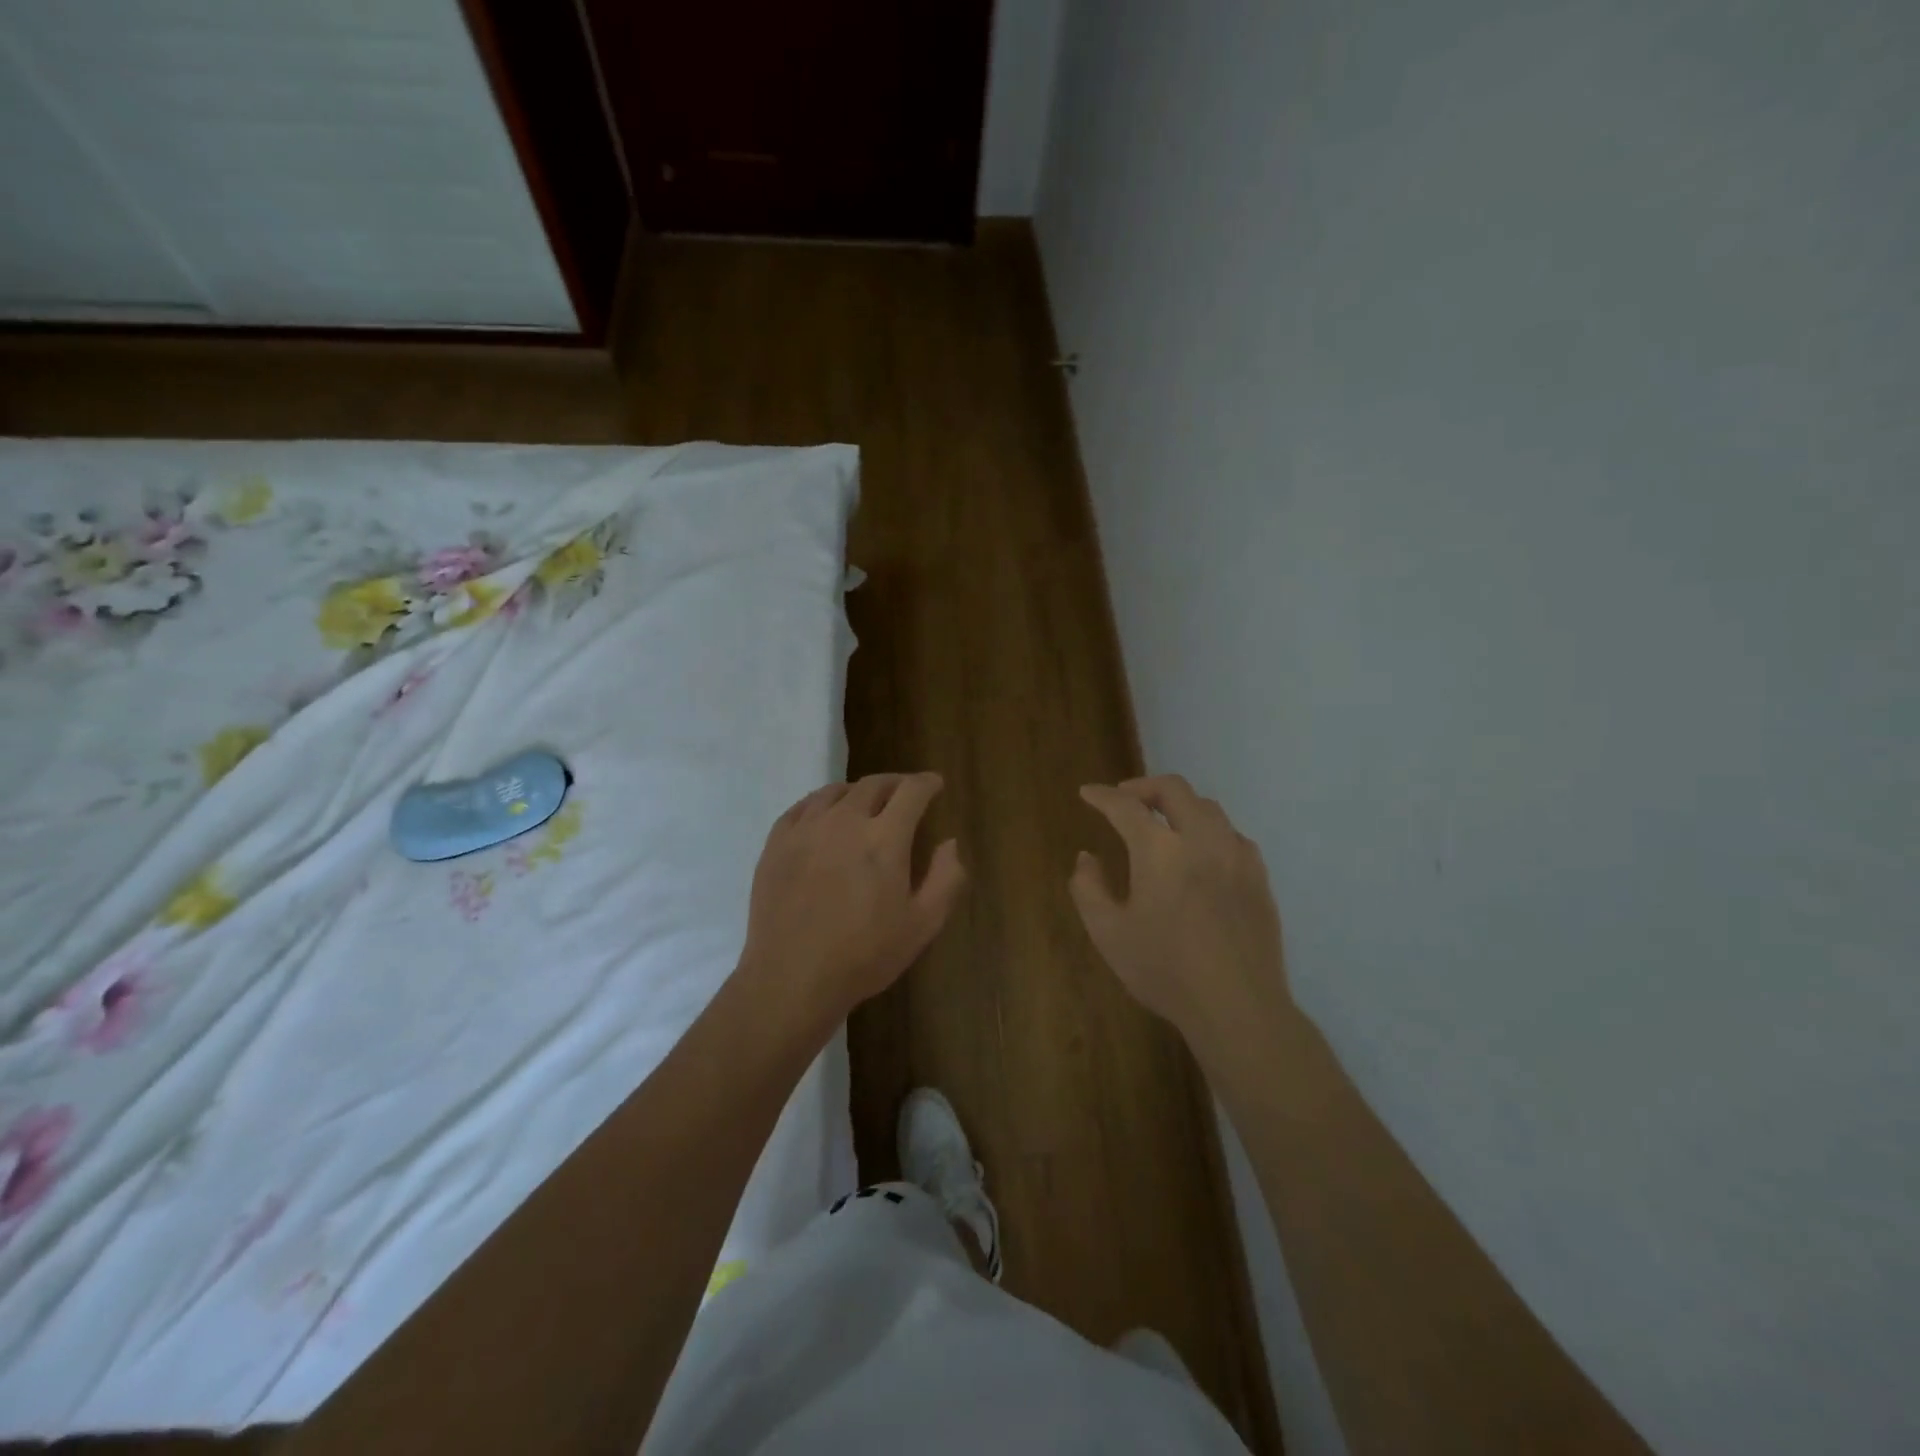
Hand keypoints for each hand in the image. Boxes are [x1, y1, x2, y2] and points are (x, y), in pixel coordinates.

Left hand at [739, 772, 966, 1019]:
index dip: (927, 783)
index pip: (911, 791)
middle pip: (874, 785)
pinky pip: (802, 807)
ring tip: (866, 802)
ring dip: (858, 791)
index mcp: (884, 839)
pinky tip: (825, 815)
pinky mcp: (776, 843)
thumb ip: (946, 878)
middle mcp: (845, 822)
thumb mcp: (923, 924)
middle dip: (896, 783)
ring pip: (836, 791)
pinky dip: (822, 802)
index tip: (935, 784)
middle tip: (905, 792)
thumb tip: (950, 842)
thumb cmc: (864, 955)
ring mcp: (806, 829)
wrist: (792, 979)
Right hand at [1070, 775, 1290, 1062]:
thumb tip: (1087, 858)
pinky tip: (1200, 852)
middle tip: (1124, 799)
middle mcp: (1201, 839)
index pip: (1125, 806)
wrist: (1238, 1007)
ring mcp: (1236, 855)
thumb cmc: (1165, 970)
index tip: (1087, 793)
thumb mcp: (1108, 933)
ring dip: (1178, 805)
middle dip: (1143, 786)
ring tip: (1161, 823)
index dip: (1102, 796)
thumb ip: (1088, 888)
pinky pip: (1231, 834)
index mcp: (1160, 850)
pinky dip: (1207, 829)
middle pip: (1173, 789)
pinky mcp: (1258, 876)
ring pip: (1207, 808)